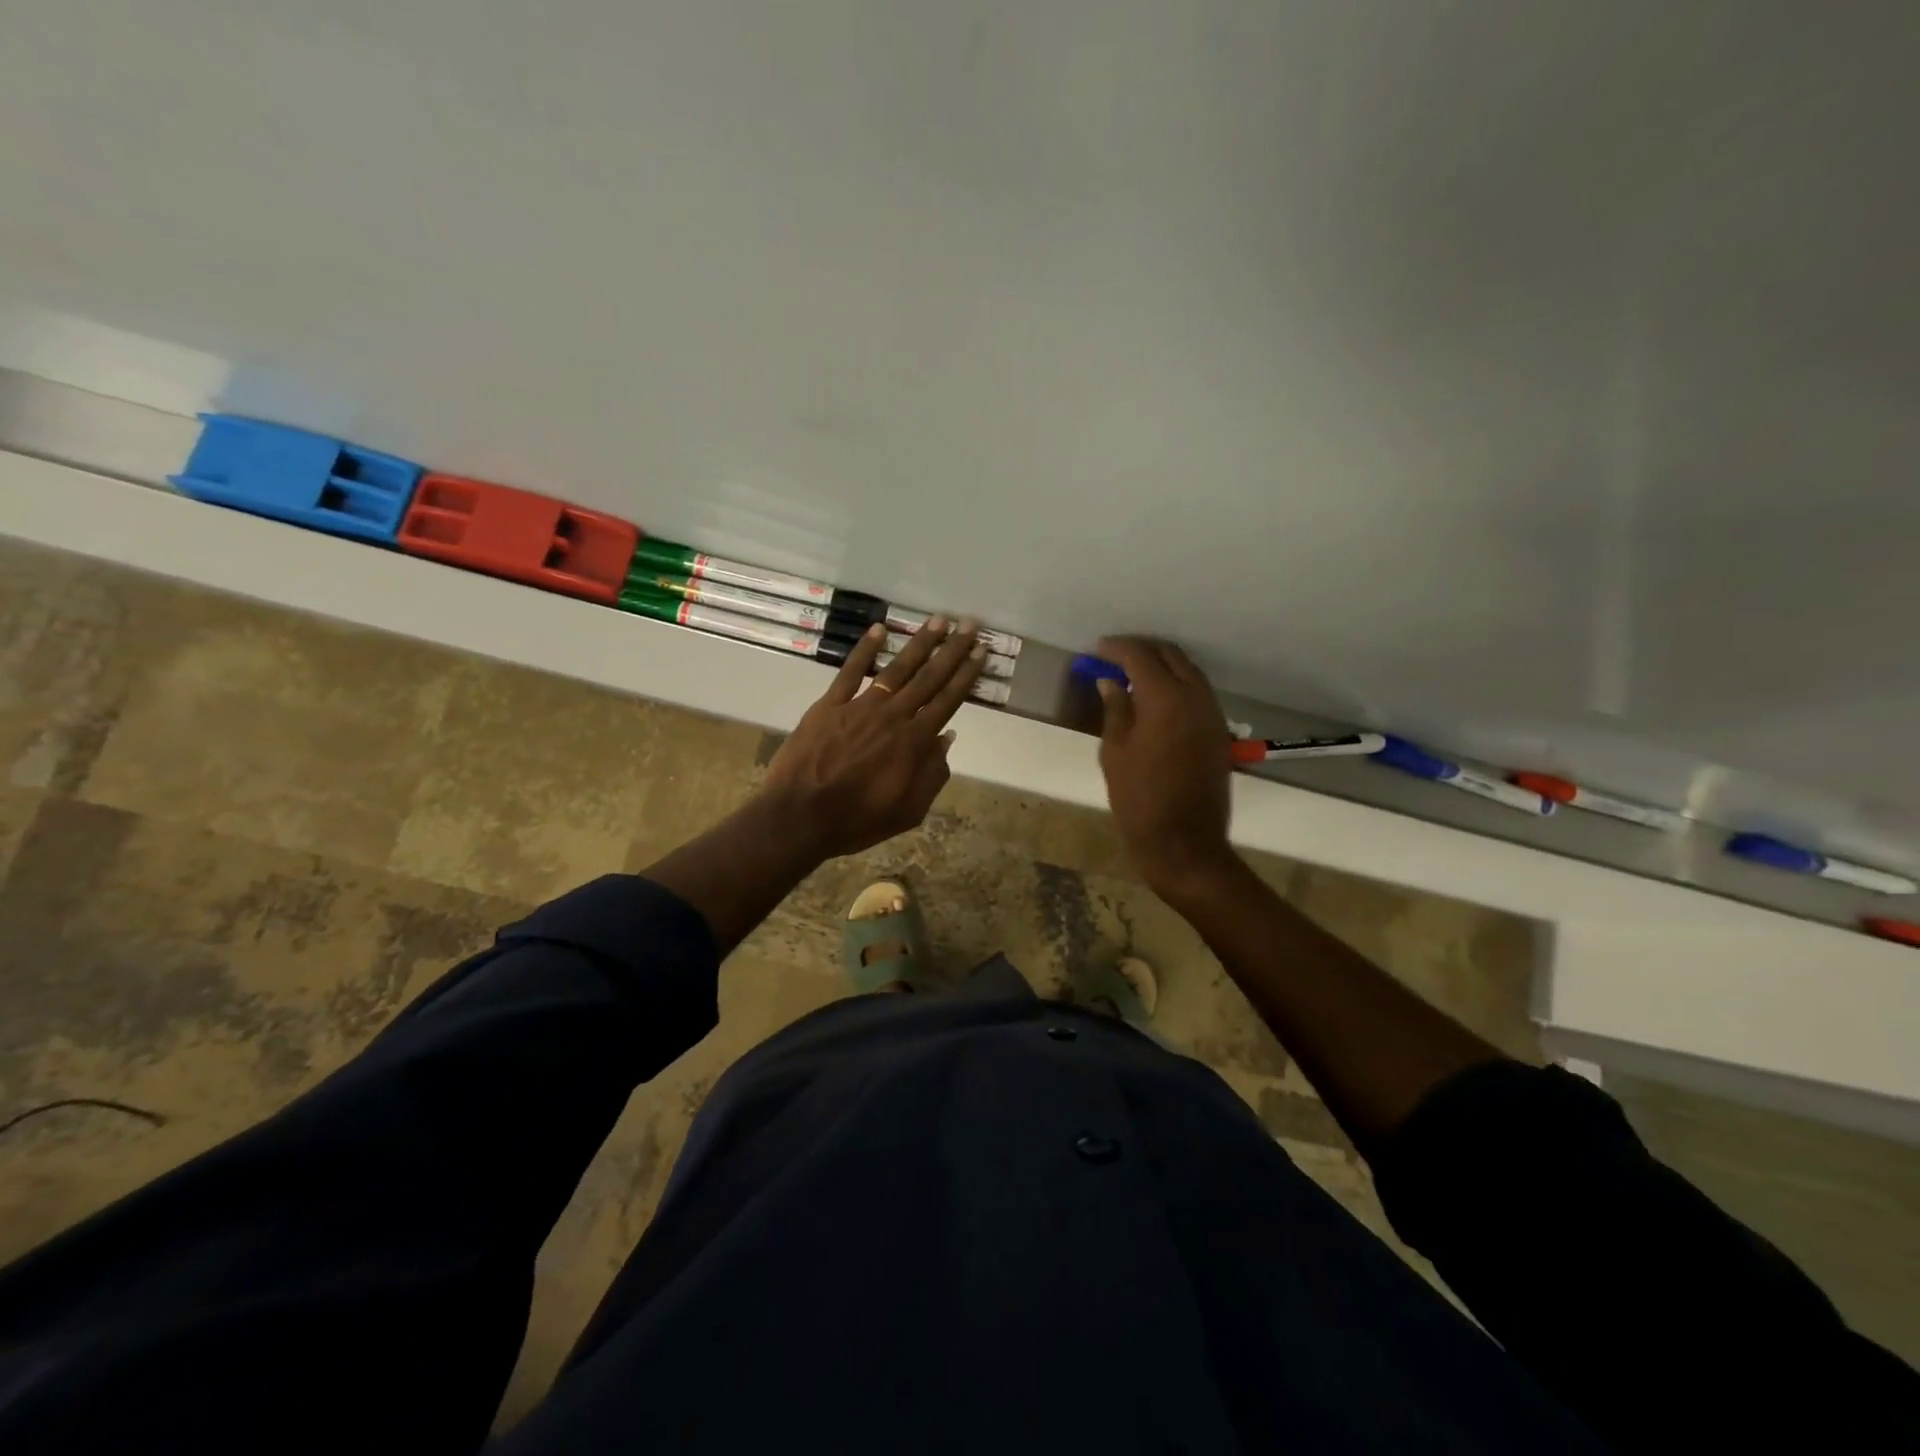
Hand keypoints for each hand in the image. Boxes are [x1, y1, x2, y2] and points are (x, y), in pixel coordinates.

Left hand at [761, 617, 986, 858]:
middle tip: (969, 625)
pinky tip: (880, 629)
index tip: (980, 652)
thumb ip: (932, 775)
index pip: (947, 701)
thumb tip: (947, 738)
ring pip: (896, 668)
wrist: (799, 817)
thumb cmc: (856, 821)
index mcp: (913, 743)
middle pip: (929, 678)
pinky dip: (865, 649)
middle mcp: (892, 717)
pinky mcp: (829, 705)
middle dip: (952, 650)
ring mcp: (860, 707)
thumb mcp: (908, 811)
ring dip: (919, 643)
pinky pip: (850, 671)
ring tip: (938, 620)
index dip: (966, 675)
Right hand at [1093, 636, 1237, 899]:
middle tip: (1113, 656)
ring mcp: (1212, 713)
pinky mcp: (1218, 731)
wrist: (1183, 842)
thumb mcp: (1115, 753)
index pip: (1140, 656)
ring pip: (1188, 671)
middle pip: (1170, 655)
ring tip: (1132, 673)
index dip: (1116, 648)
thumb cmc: (1139, 800)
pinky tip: (1155, 696)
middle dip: (1141, 649)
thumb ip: (1116, 710)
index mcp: (1165, 699)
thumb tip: (1111, 682)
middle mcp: (1194, 697)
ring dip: (1161, 664)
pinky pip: (1197, 691)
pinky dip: (1176, 682)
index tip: (1096, 650)